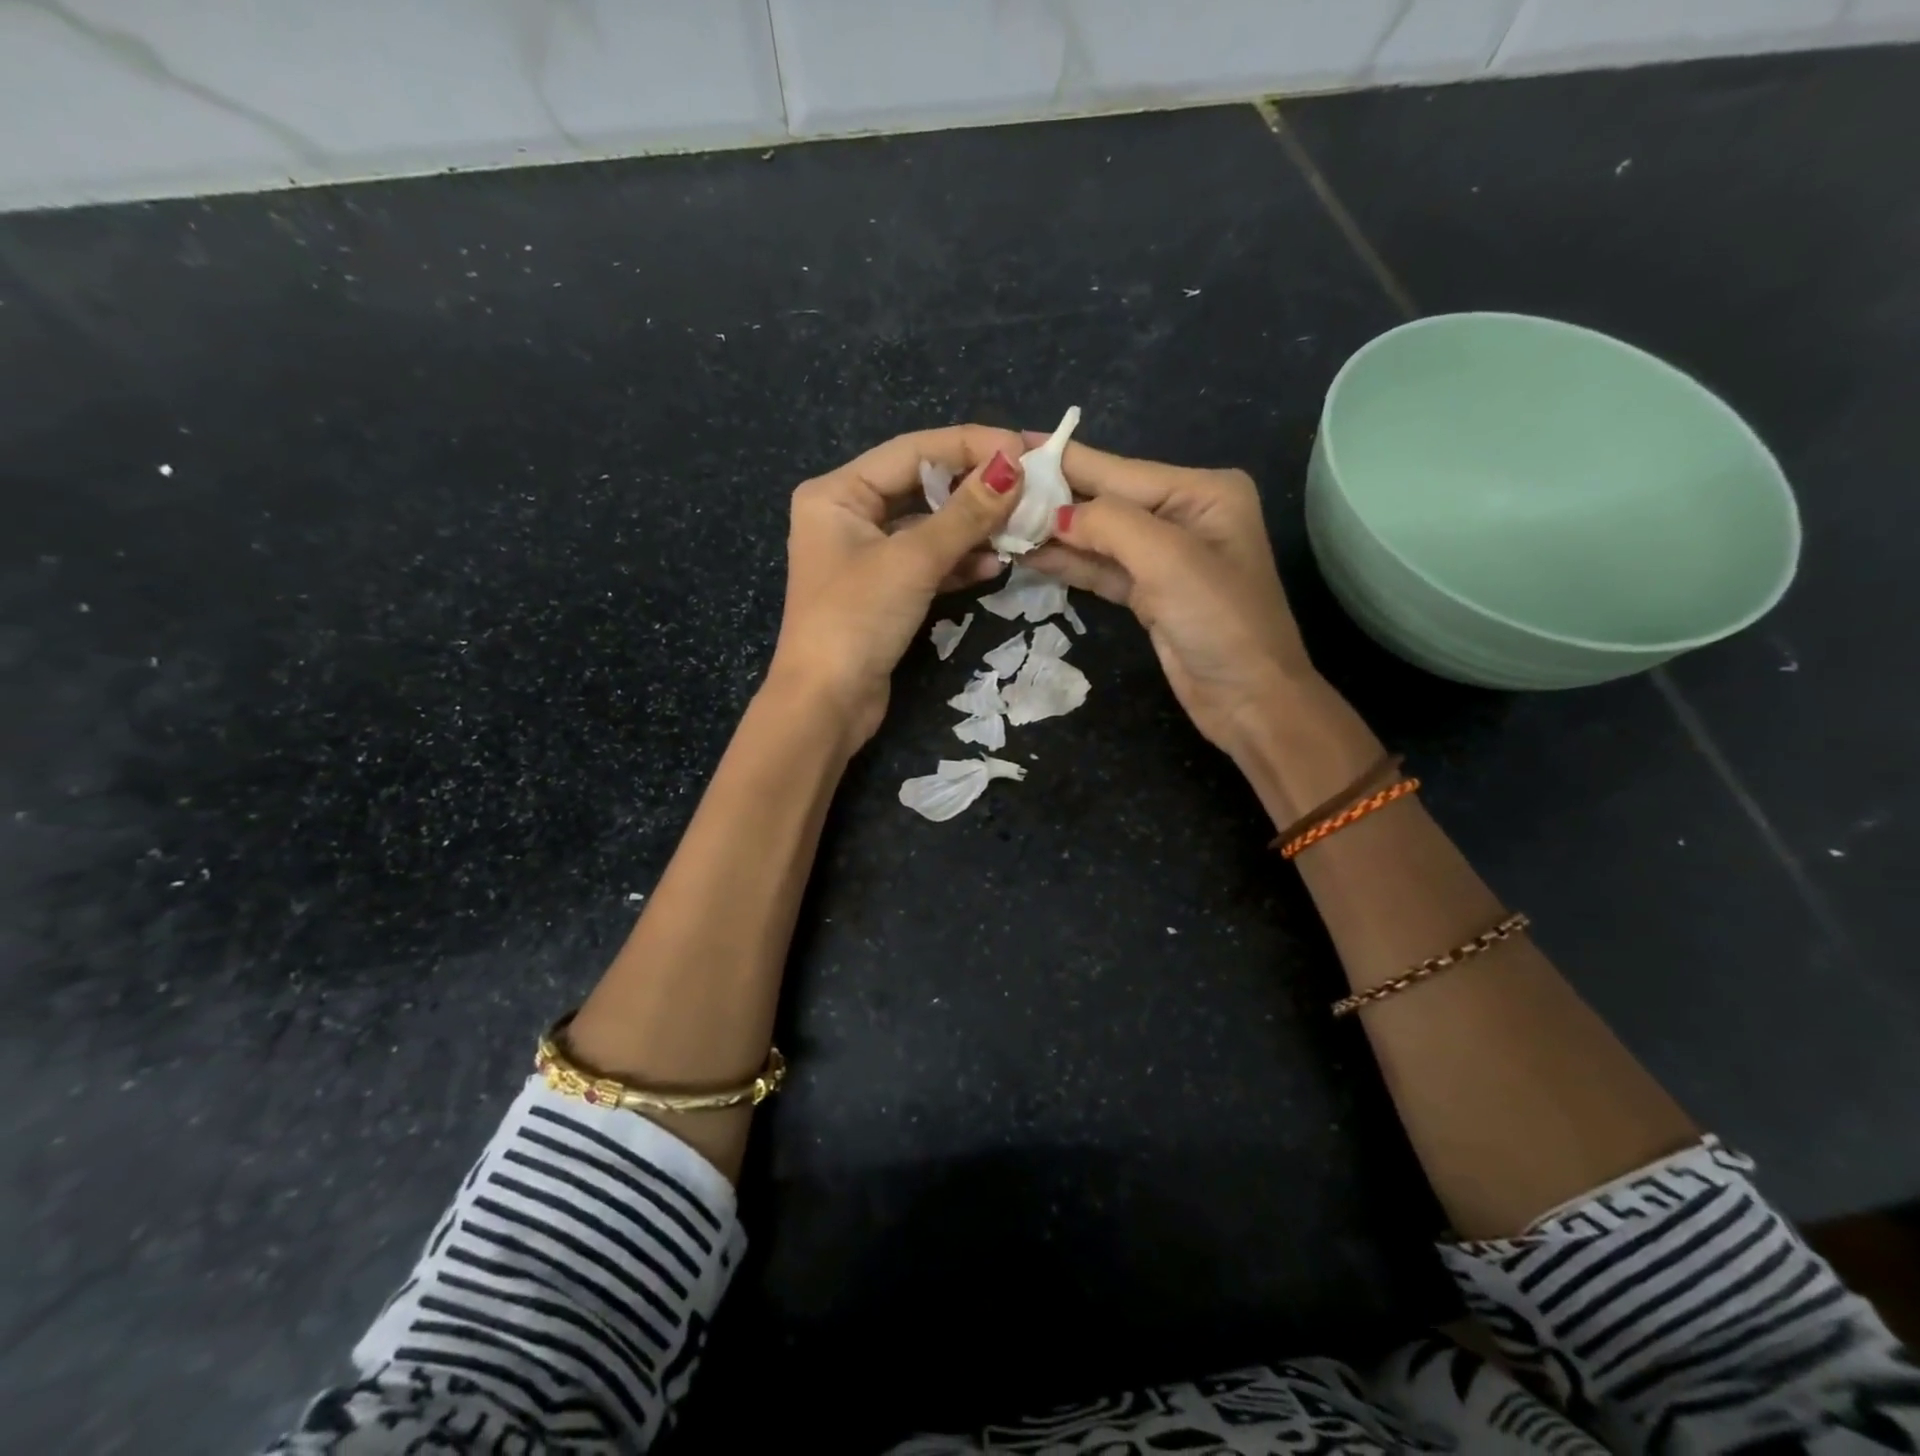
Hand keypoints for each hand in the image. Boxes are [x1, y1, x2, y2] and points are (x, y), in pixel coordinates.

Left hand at [769, 425, 1026, 745]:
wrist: (825, 705)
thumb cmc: (857, 620)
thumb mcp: (912, 561)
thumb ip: (965, 514)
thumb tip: (1013, 468)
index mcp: (837, 493)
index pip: (912, 451)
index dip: (969, 445)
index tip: (1022, 449)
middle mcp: (848, 516)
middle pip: (921, 487)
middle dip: (974, 490)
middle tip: (1029, 489)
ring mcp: (865, 556)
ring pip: (929, 528)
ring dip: (972, 529)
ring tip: (1020, 528)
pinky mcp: (883, 592)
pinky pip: (927, 563)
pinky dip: (958, 563)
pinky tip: (994, 565)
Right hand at [1023, 437, 1314, 759]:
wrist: (1249, 700)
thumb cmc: (1220, 621)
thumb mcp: (1168, 559)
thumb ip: (1109, 524)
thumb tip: (1055, 514)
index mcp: (1202, 492)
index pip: (1119, 470)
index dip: (1063, 461)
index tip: (1007, 443)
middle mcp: (1184, 515)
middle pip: (1106, 500)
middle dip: (1052, 498)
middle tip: (992, 489)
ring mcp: (1165, 557)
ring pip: (1098, 537)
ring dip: (1053, 533)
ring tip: (998, 522)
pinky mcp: (1149, 593)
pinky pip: (1101, 569)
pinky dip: (1068, 564)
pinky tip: (1028, 555)